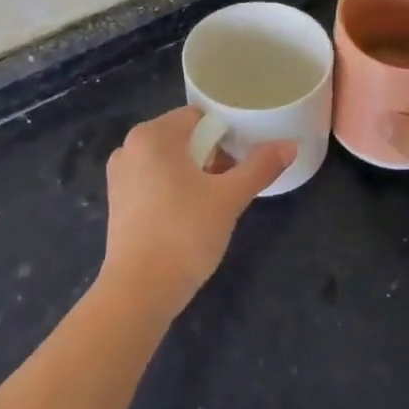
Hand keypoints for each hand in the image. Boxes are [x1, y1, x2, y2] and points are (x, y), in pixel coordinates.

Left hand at [100, 107, 294, 319]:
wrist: (139, 291)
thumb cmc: (184, 234)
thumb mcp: (229, 198)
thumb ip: (260, 167)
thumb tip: (290, 145)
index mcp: (152, 135)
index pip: (199, 117)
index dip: (226, 135)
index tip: (242, 160)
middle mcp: (129, 147)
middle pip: (183, 138)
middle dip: (211, 155)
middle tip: (231, 184)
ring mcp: (119, 175)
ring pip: (168, 161)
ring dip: (194, 173)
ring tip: (214, 202)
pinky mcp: (117, 202)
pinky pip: (153, 181)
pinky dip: (173, 189)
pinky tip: (189, 216)